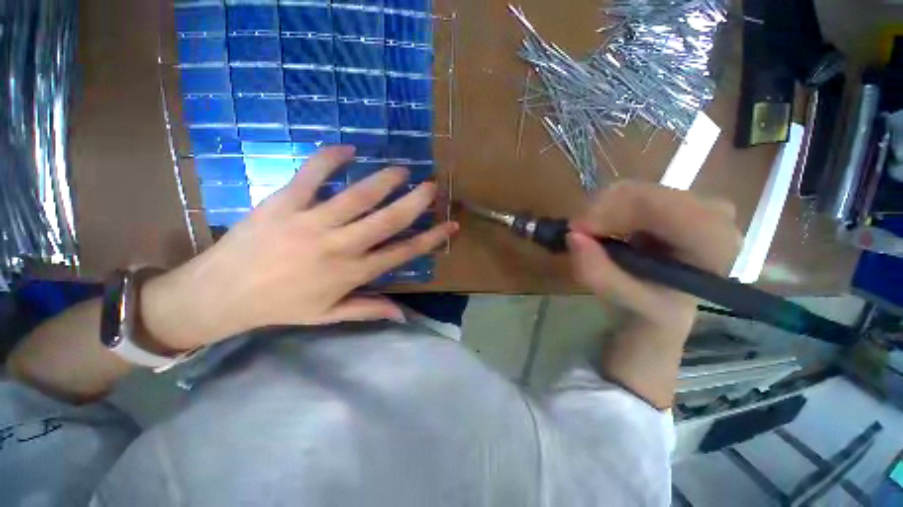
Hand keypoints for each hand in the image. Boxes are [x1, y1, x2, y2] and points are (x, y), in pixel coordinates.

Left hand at [140, 146, 457, 351]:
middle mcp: (340, 247)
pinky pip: (311, 175)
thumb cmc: (280, 306)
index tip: (450, 225)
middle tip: (432, 186)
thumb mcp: (328, 315)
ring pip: (358, 196)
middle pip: (388, 220)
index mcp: (353, 273)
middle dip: (415, 202)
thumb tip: (402, 315)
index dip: (431, 239)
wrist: (220, 294)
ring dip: (384, 180)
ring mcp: (311, 222)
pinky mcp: (283, 203)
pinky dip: (330, 158)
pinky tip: (348, 148)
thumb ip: (368, 309)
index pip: (403, 252)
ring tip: (401, 169)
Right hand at [567, 182, 741, 408]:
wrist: (663, 302)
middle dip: (600, 211)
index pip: (661, 206)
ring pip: (632, 189)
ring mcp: (693, 201)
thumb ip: (601, 273)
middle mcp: (714, 214)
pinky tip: (603, 227)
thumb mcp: (627, 301)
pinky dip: (606, 207)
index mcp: (715, 242)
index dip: (611, 212)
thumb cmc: (652, 308)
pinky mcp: (673, 199)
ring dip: (600, 210)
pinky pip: (630, 192)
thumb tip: (573, 236)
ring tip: (590, 235)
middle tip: (577, 233)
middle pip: (644, 193)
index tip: (577, 230)